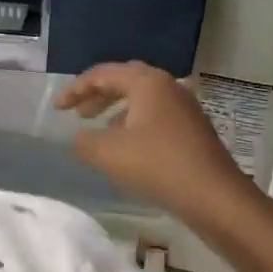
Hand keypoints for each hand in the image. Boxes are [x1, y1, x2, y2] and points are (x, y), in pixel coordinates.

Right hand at [57, 62, 256, 222]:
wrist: (215, 197)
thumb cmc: (158, 165)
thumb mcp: (109, 154)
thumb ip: (85, 142)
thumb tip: (80, 138)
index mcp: (147, 82)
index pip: (103, 74)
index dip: (76, 89)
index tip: (57, 109)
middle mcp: (168, 86)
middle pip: (125, 81)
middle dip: (98, 95)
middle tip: (78, 113)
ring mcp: (184, 107)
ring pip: (142, 99)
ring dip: (116, 110)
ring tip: (98, 129)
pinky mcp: (193, 128)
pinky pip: (155, 115)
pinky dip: (134, 123)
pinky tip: (126, 146)